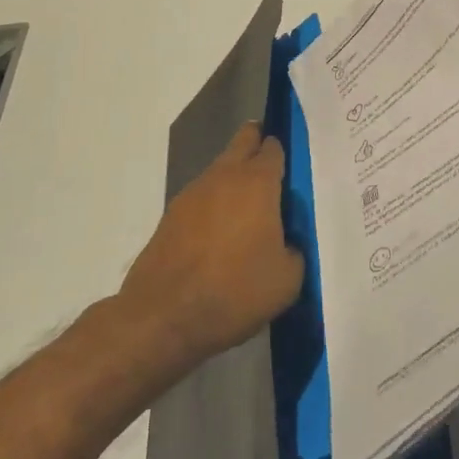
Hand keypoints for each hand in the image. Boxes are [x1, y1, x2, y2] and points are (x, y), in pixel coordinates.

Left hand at [118, 122, 303, 364]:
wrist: (163, 316)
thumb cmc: (235, 291)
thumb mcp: (287, 280)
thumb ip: (294, 250)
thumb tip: (285, 243)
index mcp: (258, 183)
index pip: (273, 148)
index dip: (283, 151)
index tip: (292, 165)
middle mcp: (224, 176)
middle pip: (243, 142)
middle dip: (256, 144)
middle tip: (271, 170)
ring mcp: (193, 193)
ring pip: (220, 169)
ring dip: (234, 178)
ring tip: (247, 211)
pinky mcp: (171, 214)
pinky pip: (201, 197)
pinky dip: (213, 205)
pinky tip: (219, 234)